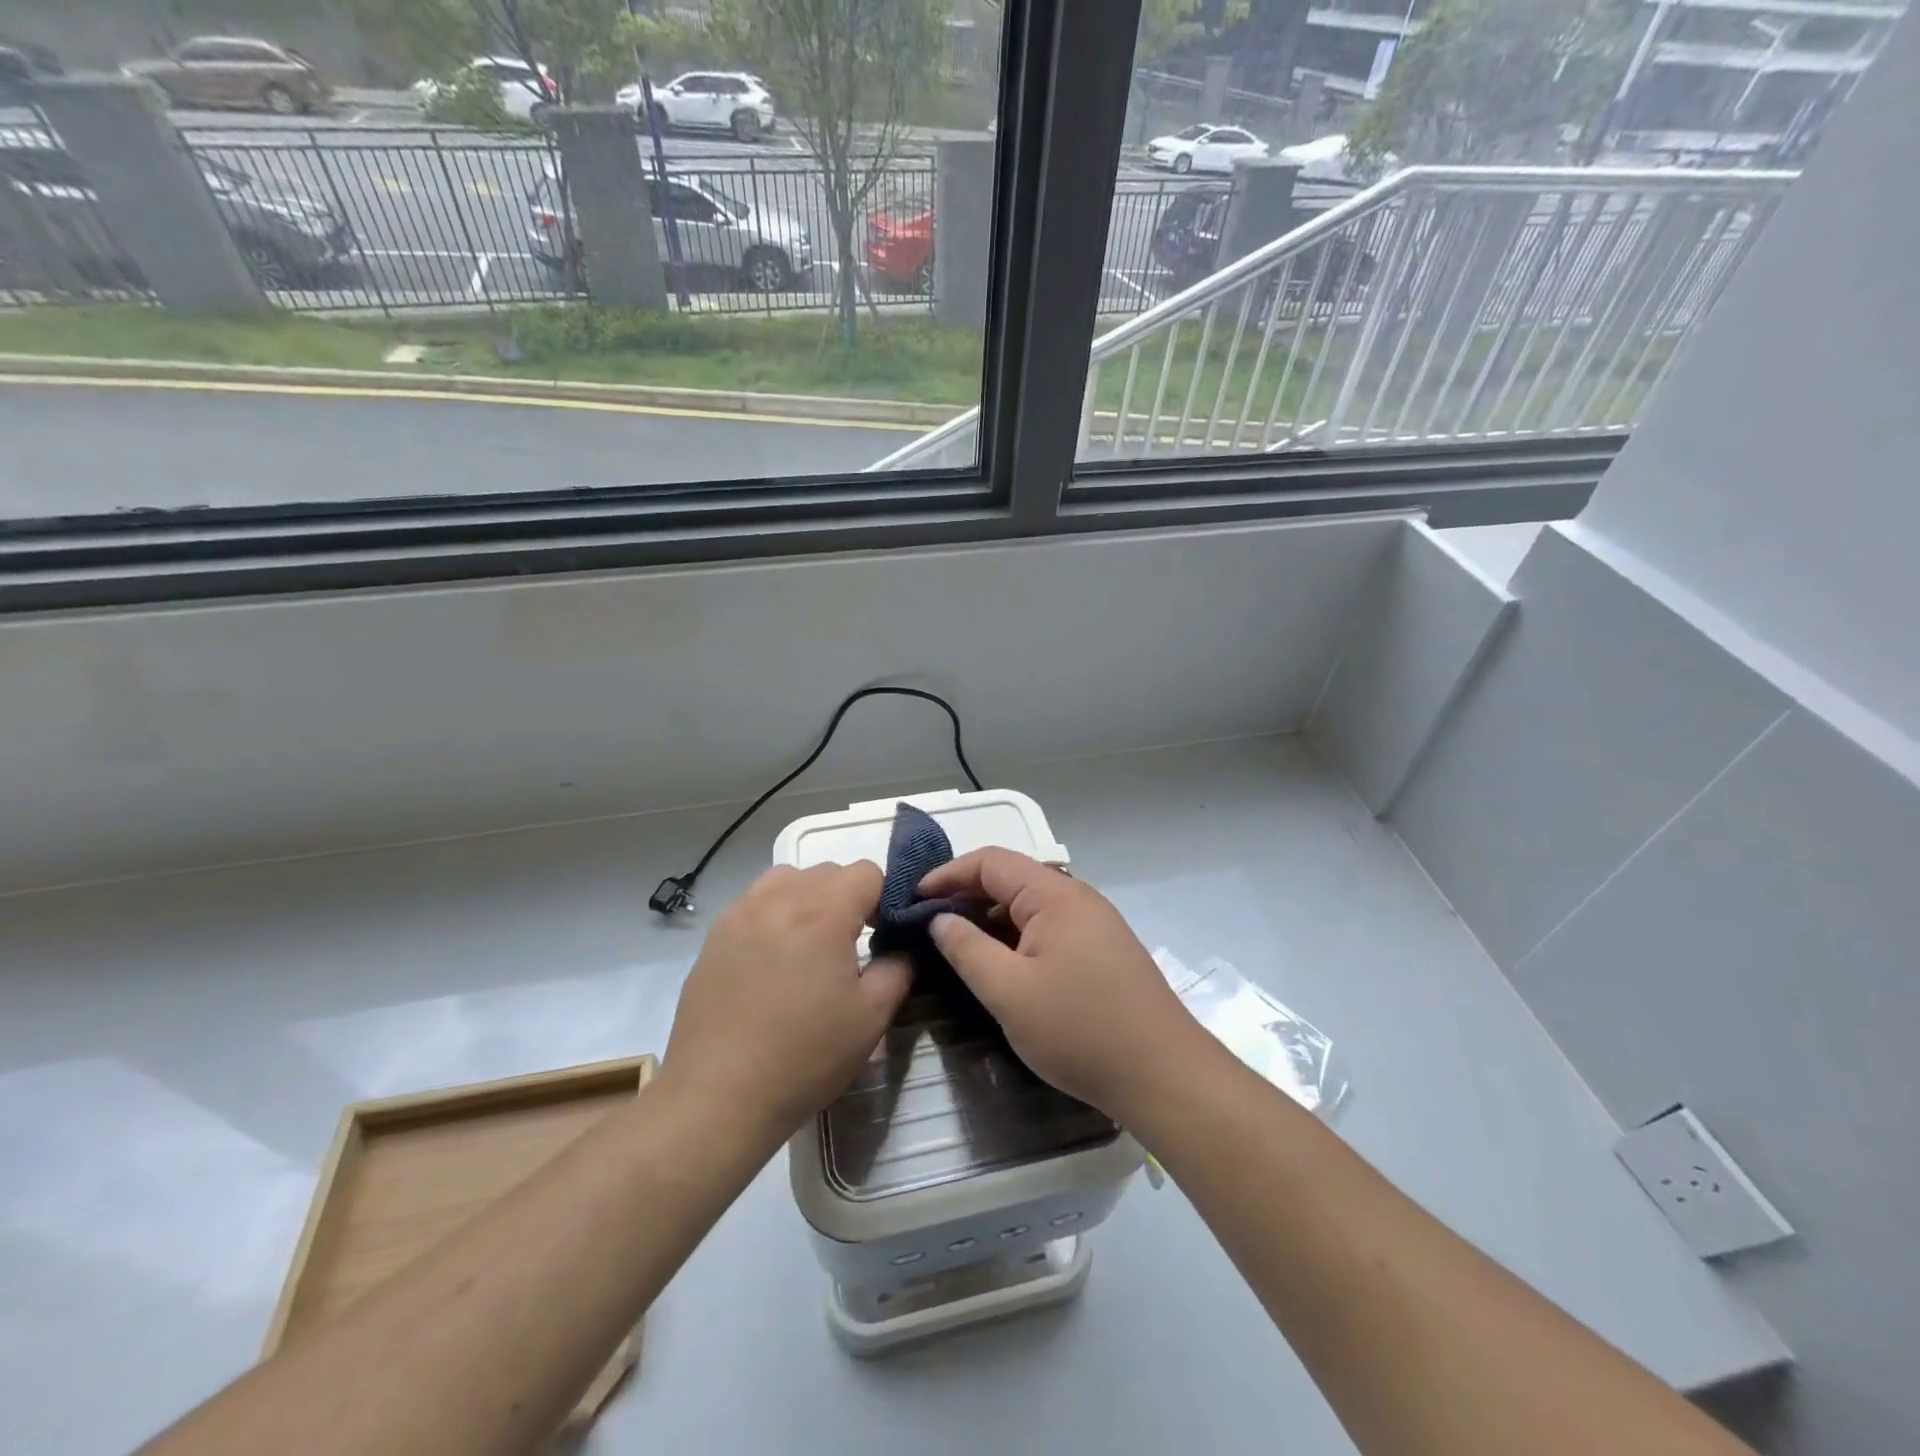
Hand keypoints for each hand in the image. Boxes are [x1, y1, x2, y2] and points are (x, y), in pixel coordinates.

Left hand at [663, 862, 909, 1138]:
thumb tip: (902, 946)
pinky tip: (772, 957)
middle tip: (851, 945)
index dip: (884, 897)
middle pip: (827, 871)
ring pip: (787, 878)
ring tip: (810, 943)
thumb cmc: (804, 1057)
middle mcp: (779, 900)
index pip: (866, 872)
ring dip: (809, 897)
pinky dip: (774, 912)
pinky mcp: (714, 936)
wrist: (717, 1097)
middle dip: (848, 897)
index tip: (884, 934)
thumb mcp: (871, 1017)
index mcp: (823, 913)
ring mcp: (740, 914)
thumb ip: (898, 968)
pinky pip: (754, 902)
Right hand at [919, 849, 1209, 1120]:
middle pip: (1012, 879)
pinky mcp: (1104, 950)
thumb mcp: (1009, 992)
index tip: (913, 900)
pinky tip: (1002, 966)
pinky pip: (1050, 928)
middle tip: (929, 926)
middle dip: (967, 896)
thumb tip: (940, 918)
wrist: (1164, 1075)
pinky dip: (1017, 937)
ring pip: (1030, 906)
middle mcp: (1078, 897)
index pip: (991, 861)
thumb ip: (967, 949)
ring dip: (992, 919)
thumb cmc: (1080, 1030)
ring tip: (958, 947)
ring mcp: (1095, 923)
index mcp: (1055, 895)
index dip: (948, 874)